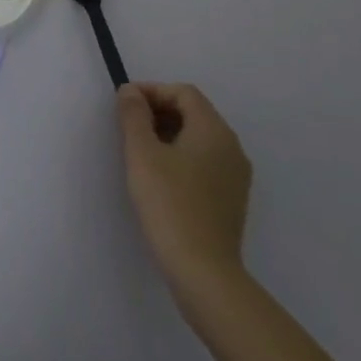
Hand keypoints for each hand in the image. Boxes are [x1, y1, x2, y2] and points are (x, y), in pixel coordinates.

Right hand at [118, 82, 251, 290]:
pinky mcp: (232, 198)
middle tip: (128, 125)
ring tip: (140, 150)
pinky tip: (160, 176)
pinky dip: (182, 155)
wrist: (203, 269)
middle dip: (159, 111)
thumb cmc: (169, 203)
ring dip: (169, 133)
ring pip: (200, 138)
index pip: (184, 93)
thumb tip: (131, 91)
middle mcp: (232, 147)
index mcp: (214, 130)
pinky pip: (206, 161)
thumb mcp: (142, 153)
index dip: (152, 90)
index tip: (124, 103)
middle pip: (194, 112)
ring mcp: (236, 175)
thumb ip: (134, 115)